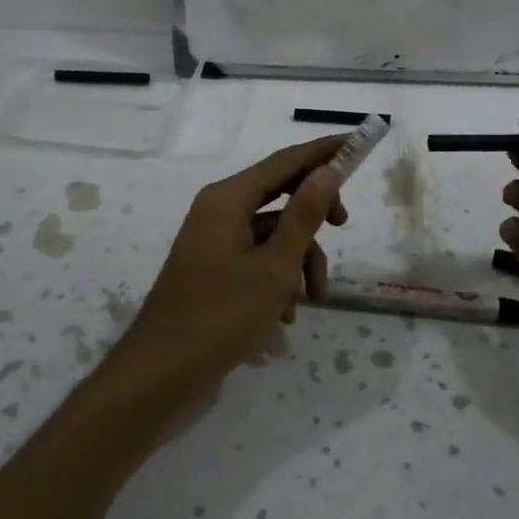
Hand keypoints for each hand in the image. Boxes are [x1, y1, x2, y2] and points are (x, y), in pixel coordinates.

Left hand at [108, 136, 348, 402]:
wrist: (160, 375)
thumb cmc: (219, 316)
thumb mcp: (274, 267)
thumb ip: (304, 215)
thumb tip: (327, 170)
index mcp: (228, 199)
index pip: (286, 161)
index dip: (324, 151)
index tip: (358, 142)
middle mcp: (219, 210)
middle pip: (281, 194)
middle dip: (315, 215)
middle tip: (343, 226)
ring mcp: (215, 241)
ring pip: (274, 233)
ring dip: (300, 260)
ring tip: (311, 299)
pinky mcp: (215, 269)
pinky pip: (258, 258)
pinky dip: (278, 279)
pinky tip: (285, 315)